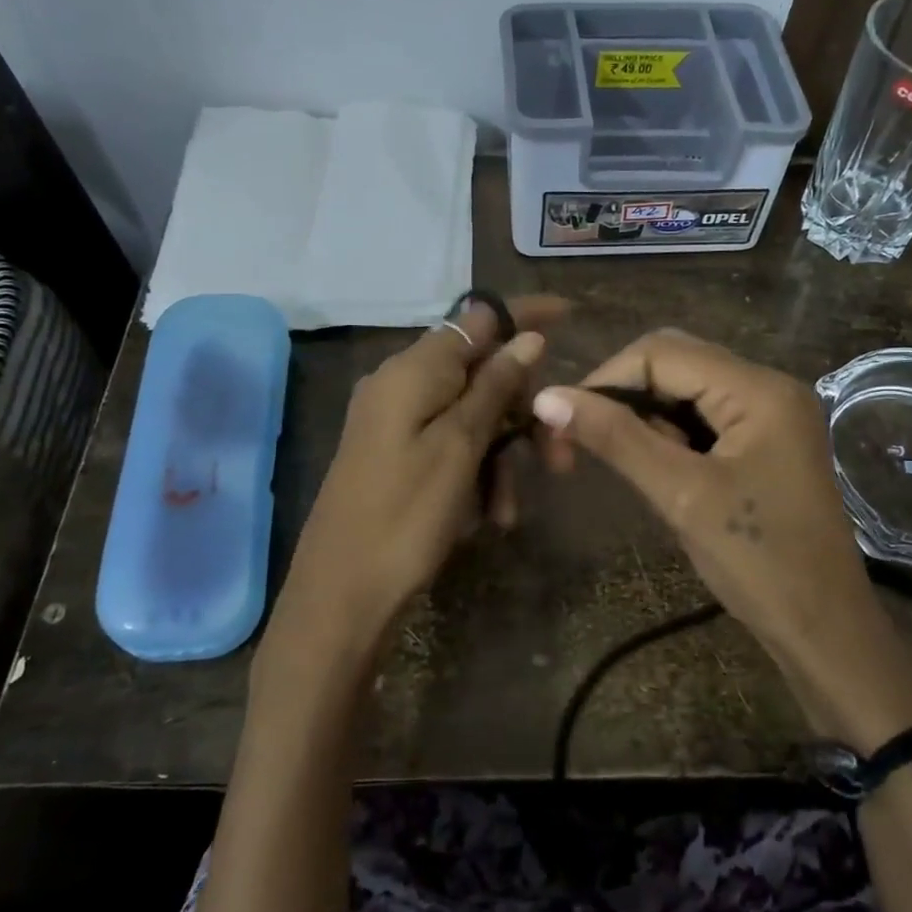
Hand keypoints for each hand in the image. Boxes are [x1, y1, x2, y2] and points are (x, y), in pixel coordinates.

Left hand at [269, 295, 565, 665]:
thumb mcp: (460, 448)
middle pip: (480, 375)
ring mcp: (395, 422)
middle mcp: (400, 385)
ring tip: (509, 512)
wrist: (341, 596)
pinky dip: (475, 474)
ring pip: (470, 418)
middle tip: (560, 458)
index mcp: (412, 371)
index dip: (525, 316)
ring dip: (502, 457)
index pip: (479, 320)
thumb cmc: (405, 517)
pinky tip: (487, 517)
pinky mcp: (395, 455)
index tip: (570, 315)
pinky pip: (449, 447)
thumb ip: (495, 387)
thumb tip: (528, 336)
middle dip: (523, 413)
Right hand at [532, 329, 911, 749]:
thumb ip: (616, 438)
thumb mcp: (681, 495)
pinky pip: (705, 417)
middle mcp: (768, 386)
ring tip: (616, 461)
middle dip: (621, 395)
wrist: (825, 630)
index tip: (561, 423)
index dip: (604, 380)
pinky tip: (654, 468)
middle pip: (674, 362)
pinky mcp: (766, 441)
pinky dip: (669, 434)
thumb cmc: (758, 563)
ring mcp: (771, 414)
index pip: (661, 353)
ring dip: (643, 416)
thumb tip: (547, 399)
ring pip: (686, 390)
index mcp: (758, 389)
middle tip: (579, 440)